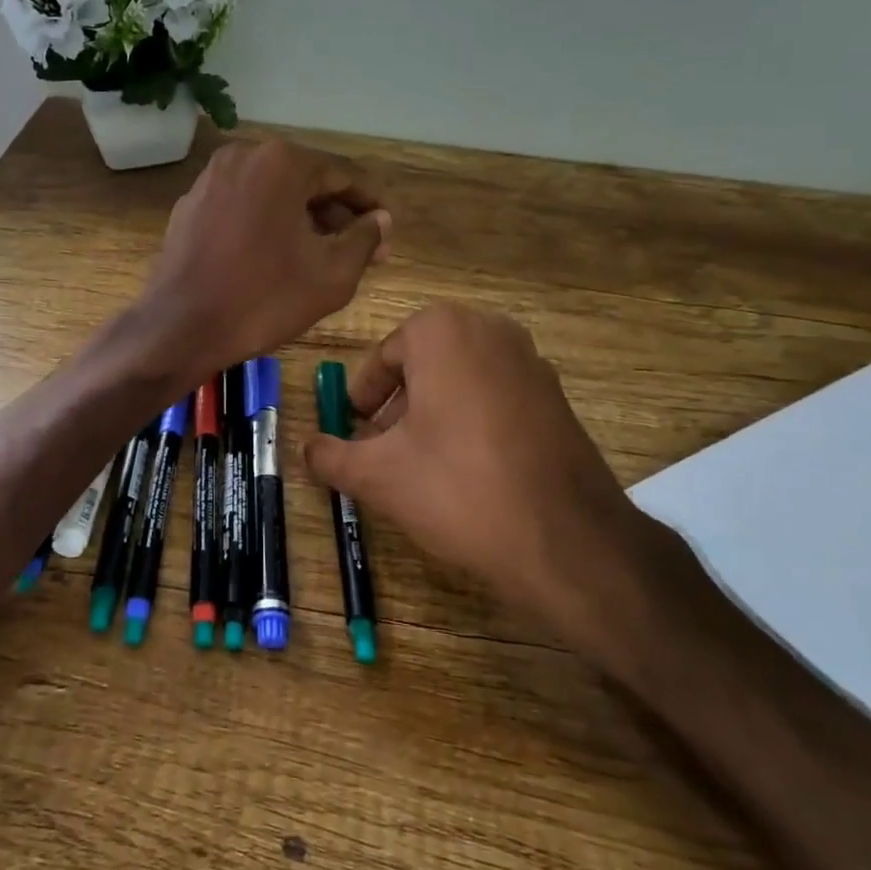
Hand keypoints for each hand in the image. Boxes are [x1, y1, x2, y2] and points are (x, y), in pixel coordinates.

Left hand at [132, 138, 390, 382]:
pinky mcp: (189, 205)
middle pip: (305, 181)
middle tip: (360, 251)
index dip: (370, 206)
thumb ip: (365, 240)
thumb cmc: (263, 300)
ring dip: (302, 220)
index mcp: (282, 162)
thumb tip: (381, 220)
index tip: (386, 233)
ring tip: (322, 256)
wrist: (180, 328)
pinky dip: (266, 224)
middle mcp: (243, 156)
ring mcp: (210, 179)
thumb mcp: (332, 275)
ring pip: (272, 193)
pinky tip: (276, 257)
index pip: (343, 175)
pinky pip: (242, 206)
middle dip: (335, 215)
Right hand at [304, 304, 689, 669]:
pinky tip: (465, 471)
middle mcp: (491, 331)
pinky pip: (496, 397)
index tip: (356, 429)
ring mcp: (532, 362)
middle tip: (381, 447)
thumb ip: (330, 456)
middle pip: (424, 363)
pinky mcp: (557, 398)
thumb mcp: (376, 475)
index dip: (363, 395)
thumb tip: (305, 450)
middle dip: (397, 403)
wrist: (564, 538)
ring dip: (432, 412)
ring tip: (419, 463)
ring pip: (461, 379)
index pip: (385, 356)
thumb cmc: (457, 488)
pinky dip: (470, 421)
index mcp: (443, 332)